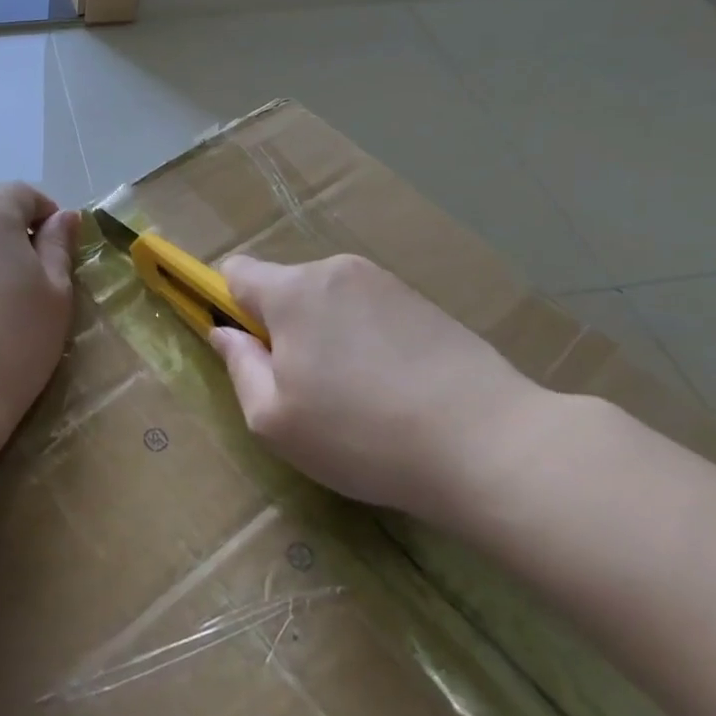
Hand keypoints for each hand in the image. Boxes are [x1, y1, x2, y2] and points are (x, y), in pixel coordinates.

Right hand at [209, 254, 551, 517]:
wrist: (488, 444)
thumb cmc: (361, 435)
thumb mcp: (274, 420)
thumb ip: (239, 367)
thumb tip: (226, 334)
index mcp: (293, 291)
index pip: (236, 272)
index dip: (230, 307)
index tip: (251, 352)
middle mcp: (336, 271)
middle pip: (286, 288)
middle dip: (283, 328)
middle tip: (306, 389)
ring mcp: (386, 283)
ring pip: (329, 302)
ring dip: (326, 335)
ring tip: (357, 395)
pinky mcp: (424, 302)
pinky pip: (369, 311)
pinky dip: (365, 340)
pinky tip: (393, 387)